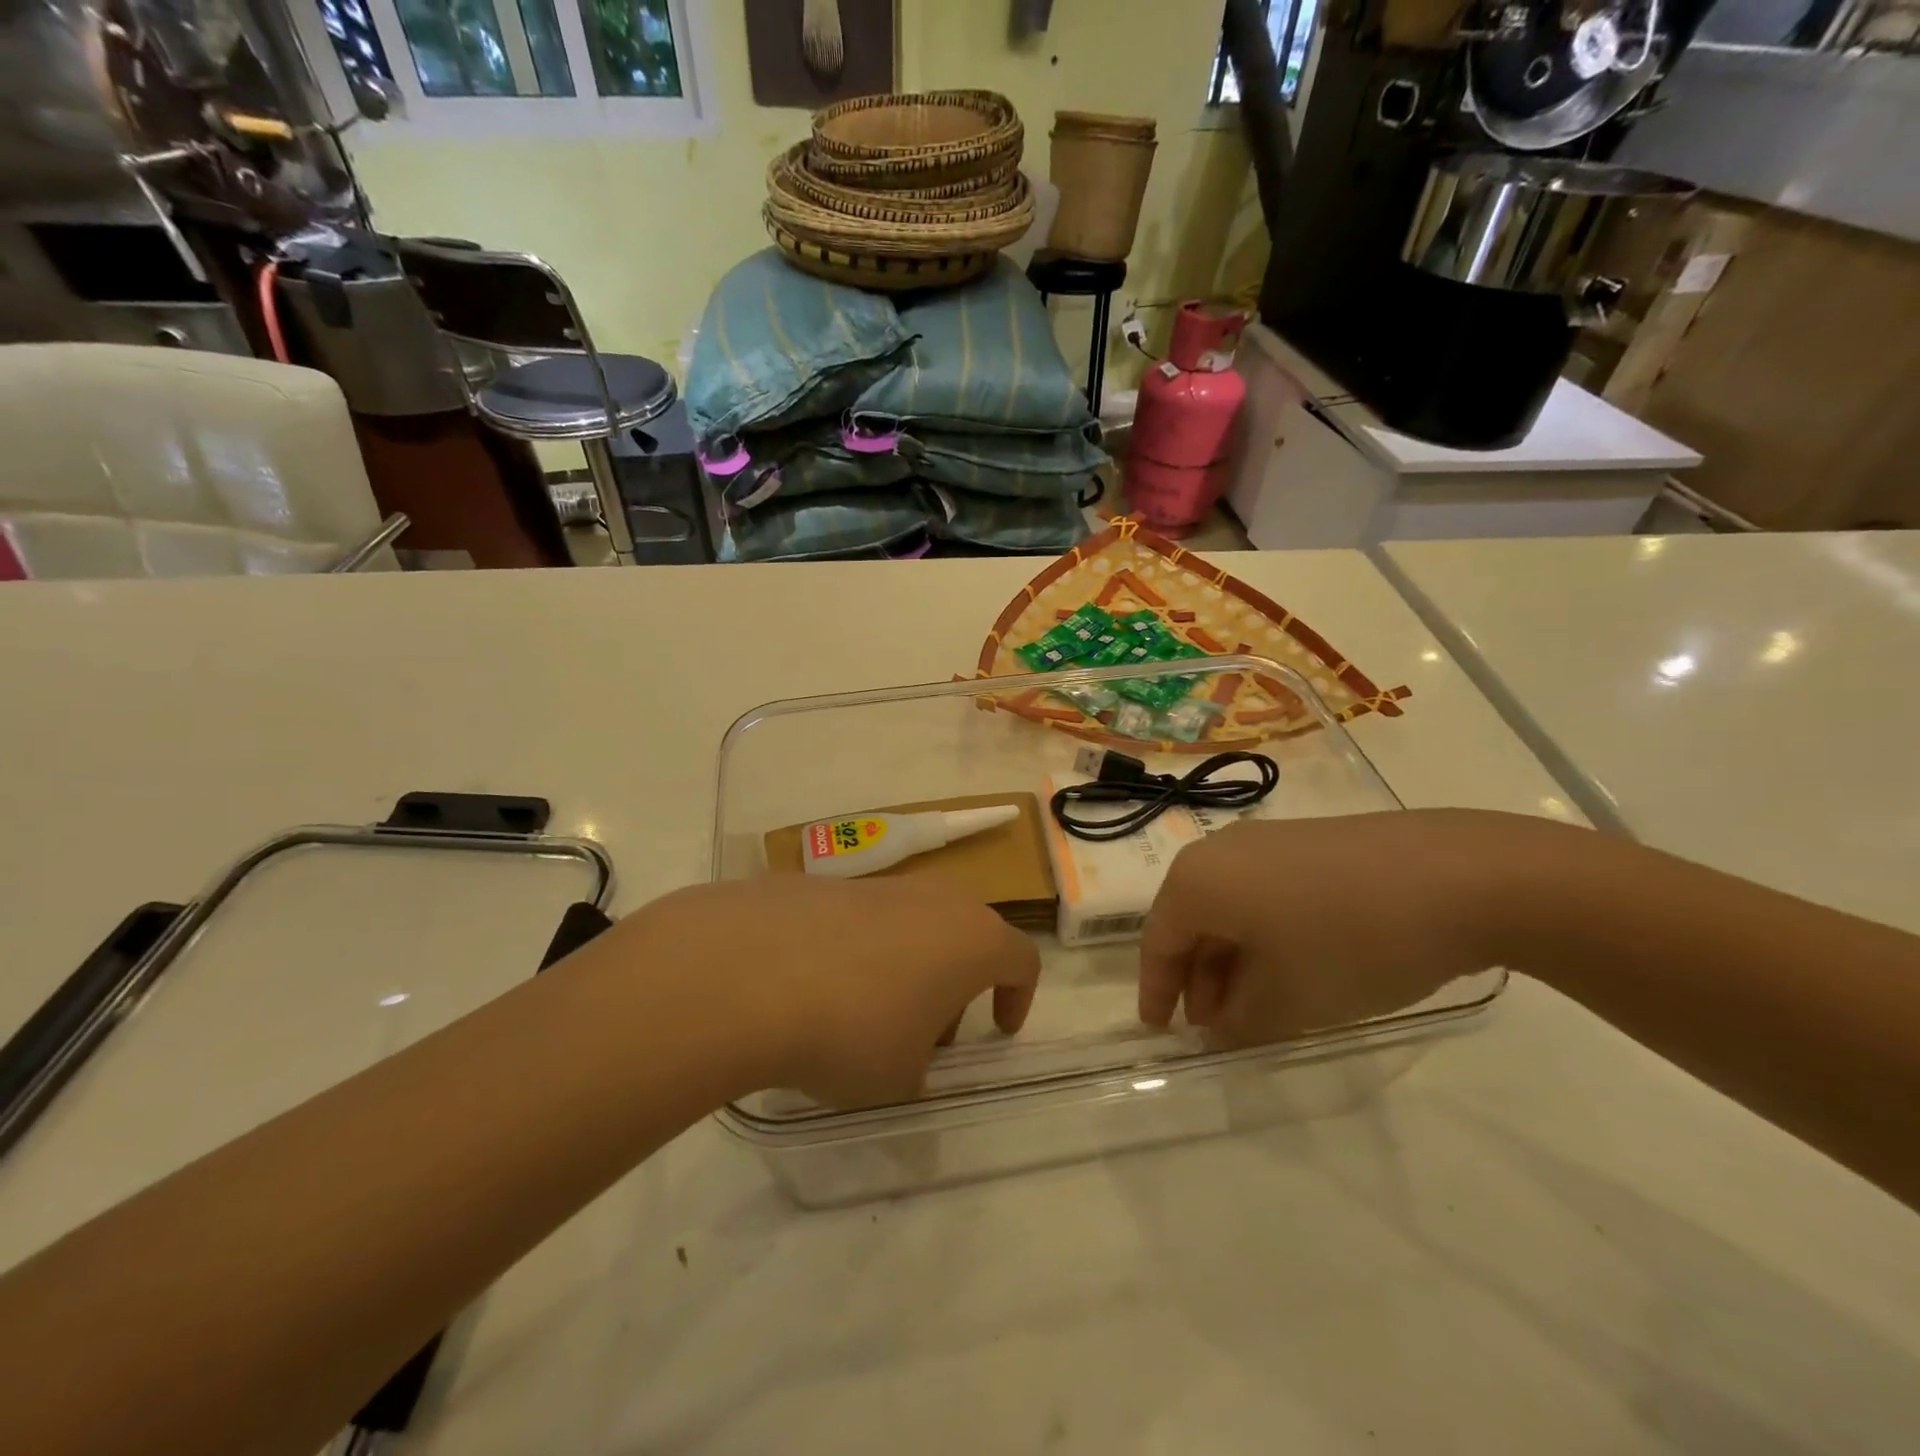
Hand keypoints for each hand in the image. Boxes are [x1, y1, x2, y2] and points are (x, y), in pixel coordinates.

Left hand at [627, 875, 1039, 1107]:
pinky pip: (861, 920)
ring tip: (865, 1014)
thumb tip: (905, 1055)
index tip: (998, 1029)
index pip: (1021, 959)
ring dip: (906, 965)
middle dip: (956, 982)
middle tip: (928, 1031)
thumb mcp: (900, 1077)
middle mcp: (935, 899)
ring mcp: (878, 884)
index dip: (1018, 997)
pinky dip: (857, 952)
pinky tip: (818, 989)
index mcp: (972, 938)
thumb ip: (919, 1066)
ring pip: (912, 923)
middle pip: (965, 934)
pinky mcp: (826, 884)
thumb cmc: (852, 1030)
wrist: (748, 971)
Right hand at [1139, 809, 1566, 1045]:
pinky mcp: (1310, 841)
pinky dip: (1266, 934)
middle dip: (1199, 979)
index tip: (1160, 1032)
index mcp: (1198, 880)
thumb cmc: (1350, 941)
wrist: (1459, 876)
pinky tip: (1298, 968)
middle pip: (1193, 921)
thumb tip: (1219, 1028)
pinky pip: (1265, 892)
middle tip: (1217, 1028)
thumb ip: (1239, 1023)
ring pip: (1231, 907)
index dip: (1157, 992)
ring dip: (1234, 960)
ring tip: (1260, 1006)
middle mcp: (1221, 850)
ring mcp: (1268, 840)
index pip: (1159, 942)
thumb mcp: (1288, 1000)